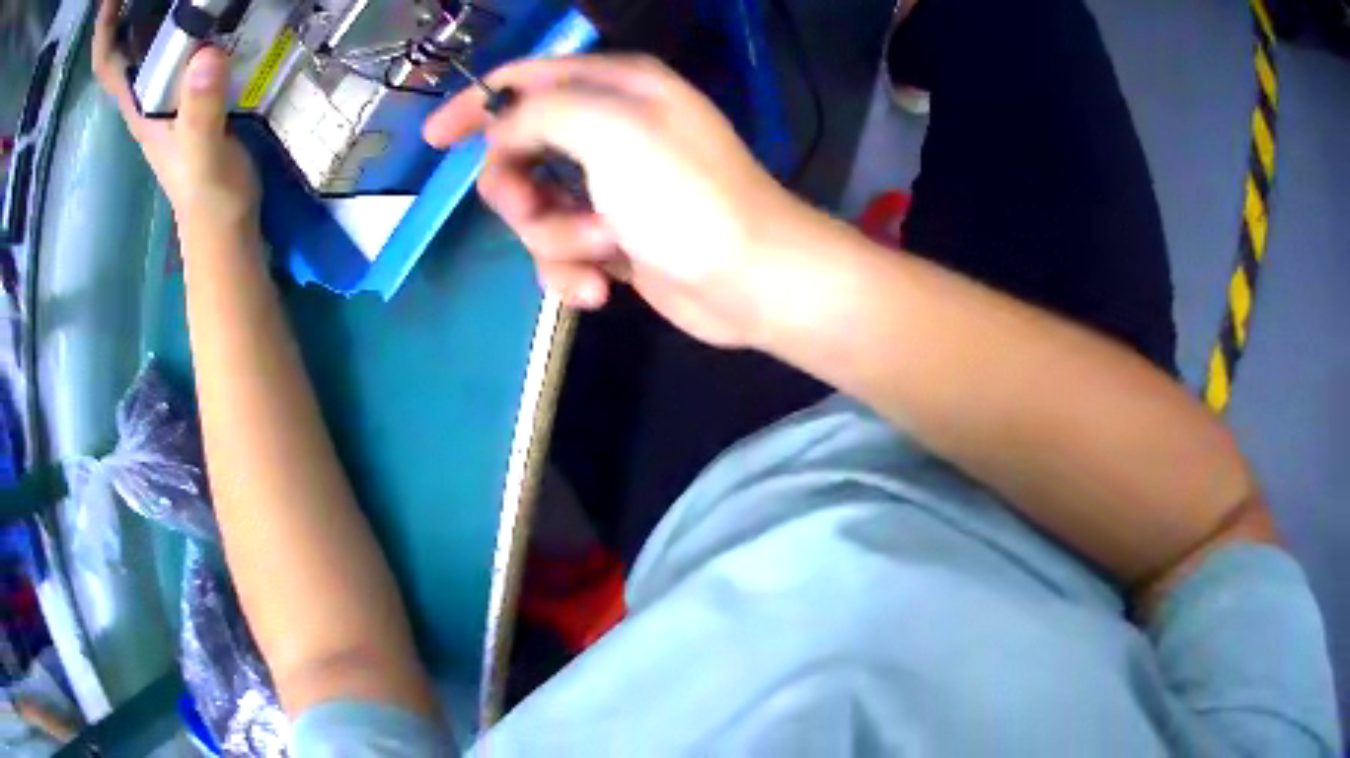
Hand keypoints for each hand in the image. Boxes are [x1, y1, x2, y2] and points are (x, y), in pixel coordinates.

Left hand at [92, 0, 258, 244]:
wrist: (223, 218)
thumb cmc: (206, 195)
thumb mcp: (203, 155)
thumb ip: (201, 110)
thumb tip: (206, 53)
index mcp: (139, 100)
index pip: (108, 59)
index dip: (104, 28)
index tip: (108, 2)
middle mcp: (146, 87)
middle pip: (122, 40)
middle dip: (119, 10)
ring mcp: (167, 84)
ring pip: (145, 35)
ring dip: (143, 7)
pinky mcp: (191, 80)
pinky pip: (175, 36)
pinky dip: (173, 14)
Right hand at [424, 55, 815, 347]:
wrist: (751, 280)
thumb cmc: (686, 196)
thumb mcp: (608, 129)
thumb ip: (538, 114)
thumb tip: (502, 137)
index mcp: (614, 88)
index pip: (525, 80)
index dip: (475, 105)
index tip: (434, 140)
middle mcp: (611, 130)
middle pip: (518, 152)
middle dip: (517, 189)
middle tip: (534, 209)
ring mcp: (611, 188)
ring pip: (534, 211)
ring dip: (556, 238)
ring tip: (603, 249)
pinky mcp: (614, 238)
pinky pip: (560, 252)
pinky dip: (572, 272)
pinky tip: (602, 289)